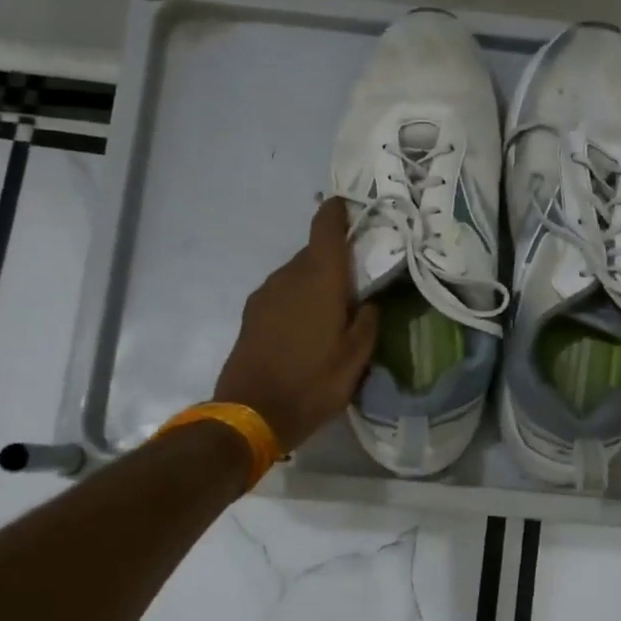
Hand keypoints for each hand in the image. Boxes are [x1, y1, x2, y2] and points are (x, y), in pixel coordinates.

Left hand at [214, 197, 378, 451]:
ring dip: (316, 280)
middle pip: (313, 252)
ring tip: (336, 305)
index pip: (326, 228)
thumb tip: (370, 303)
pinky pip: (283, 292)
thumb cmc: (312, 384)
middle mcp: (289, 277)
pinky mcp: (252, 314)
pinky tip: (309, 324)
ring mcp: (265, 294)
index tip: (352, 206)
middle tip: (359, 275)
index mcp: (319, 280)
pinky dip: (299, 296)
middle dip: (336, 256)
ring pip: (297, 273)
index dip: (338, 212)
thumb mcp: (355, 359)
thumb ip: (367, 323)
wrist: (251, 413)